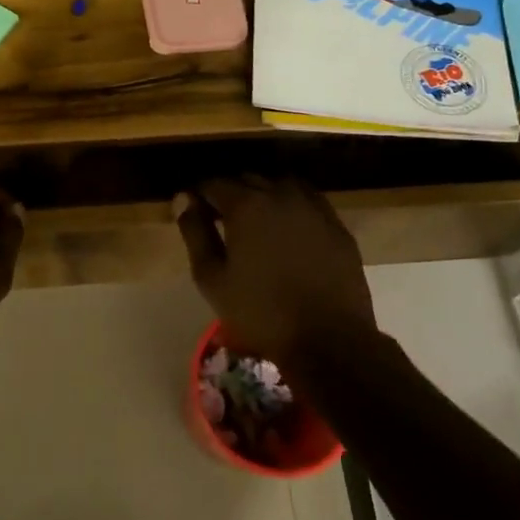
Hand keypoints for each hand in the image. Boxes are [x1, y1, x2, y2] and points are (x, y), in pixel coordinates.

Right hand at [173, 176, 380, 371]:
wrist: (329, 341)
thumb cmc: (260, 312)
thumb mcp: (212, 277)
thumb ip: (195, 232)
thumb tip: (183, 198)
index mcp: (246, 205)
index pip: (213, 183)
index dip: (199, 194)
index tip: (194, 211)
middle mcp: (280, 194)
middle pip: (248, 179)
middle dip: (231, 193)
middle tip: (222, 220)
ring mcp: (313, 207)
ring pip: (280, 185)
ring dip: (264, 195)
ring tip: (256, 222)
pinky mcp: (336, 225)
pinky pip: (308, 202)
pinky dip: (292, 207)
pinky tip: (288, 231)